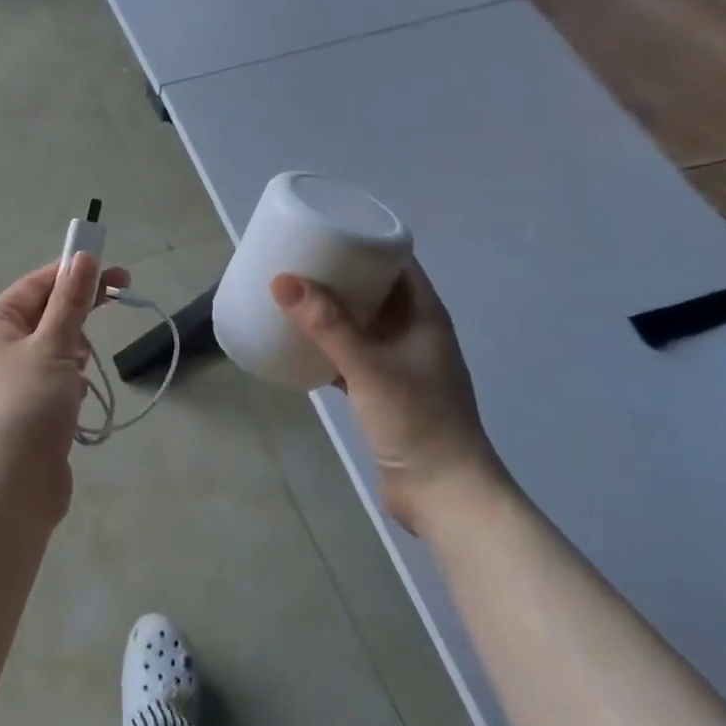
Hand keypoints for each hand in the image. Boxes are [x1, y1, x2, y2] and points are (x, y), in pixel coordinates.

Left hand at [0, 252, 129, 520]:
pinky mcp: (25, 410)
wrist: (10, 486)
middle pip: (46, 313)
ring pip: (53, 347)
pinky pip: (54, 379)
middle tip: (120, 298)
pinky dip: (70, 381)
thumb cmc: (28, 403)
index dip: (76, 273)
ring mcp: (9, 381)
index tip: (116, 273)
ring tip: (80, 370)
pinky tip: (78, 399)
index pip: (38, 284)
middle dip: (79, 310)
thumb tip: (82, 258)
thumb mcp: (54, 344)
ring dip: (75, 350)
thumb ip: (71, 301)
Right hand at [271, 260, 507, 533]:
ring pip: (360, 324)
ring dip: (331, 311)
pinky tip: (297, 344)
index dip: (365, 243)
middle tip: (296, 261)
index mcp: (424, 315)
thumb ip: (327, 324)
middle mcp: (414, 332)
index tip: (326, 230)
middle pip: (374, 290)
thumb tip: (282, 281)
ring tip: (290, 296)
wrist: (443, 494)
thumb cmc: (416, 420)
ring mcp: (400, 364)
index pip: (397, 263)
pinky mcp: (383, 392)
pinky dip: (327, 346)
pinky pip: (350, 355)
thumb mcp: (369, 366)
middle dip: (338, 275)